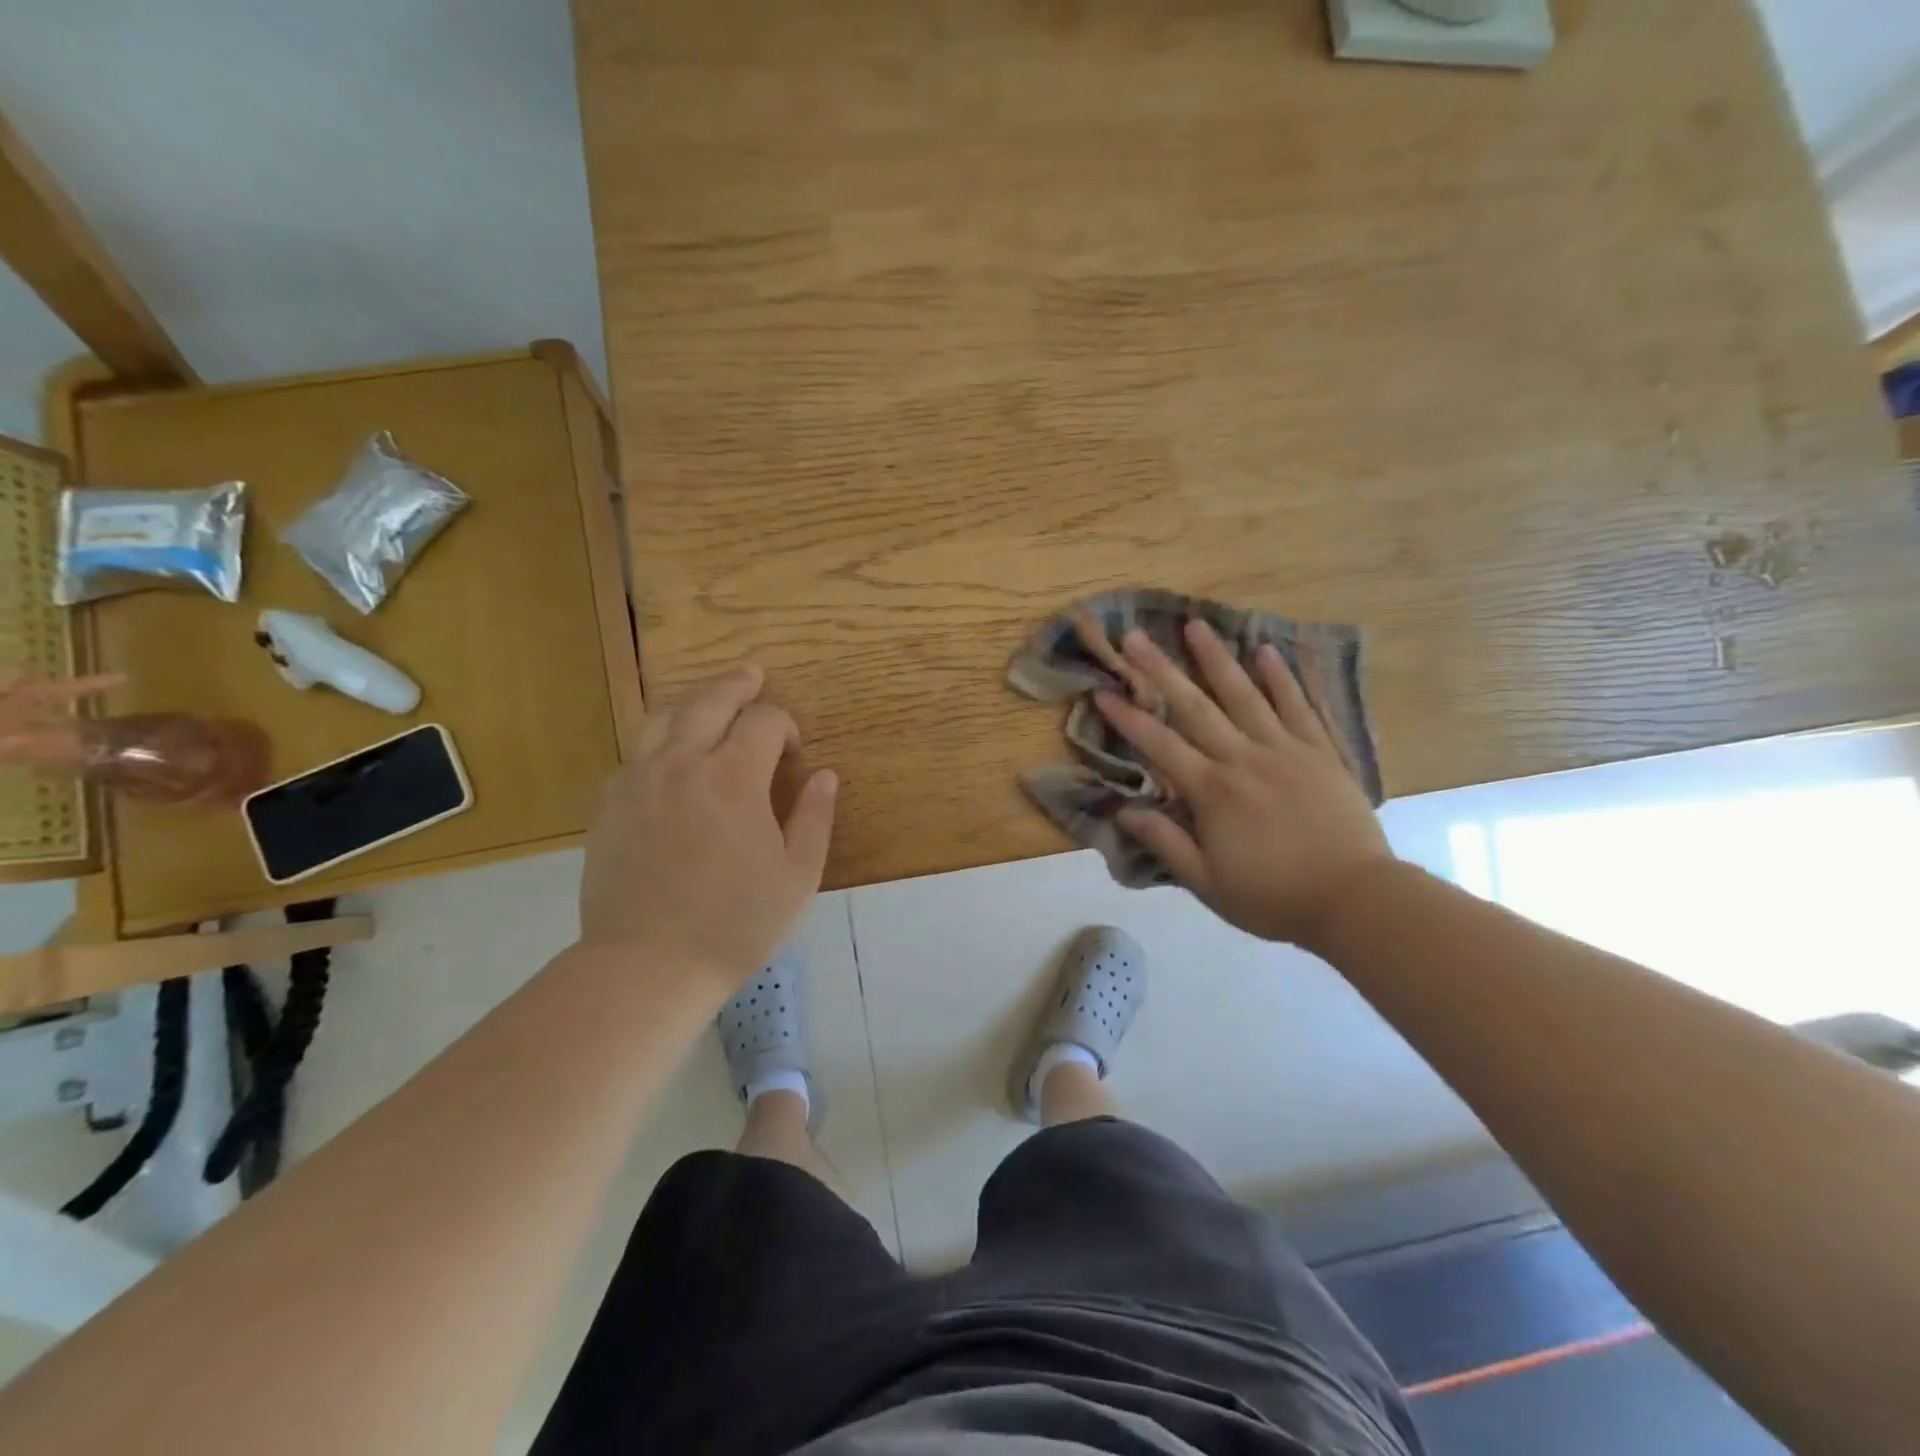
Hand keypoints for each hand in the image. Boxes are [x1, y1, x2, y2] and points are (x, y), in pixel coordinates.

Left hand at [577, 665, 836, 988]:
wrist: (648, 965)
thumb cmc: (735, 923)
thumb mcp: (797, 876)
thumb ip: (815, 817)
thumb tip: (825, 775)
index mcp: (734, 778)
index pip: (764, 720)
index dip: (785, 725)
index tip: (793, 752)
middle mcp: (682, 764)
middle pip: (709, 701)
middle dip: (737, 684)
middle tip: (752, 676)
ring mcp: (638, 782)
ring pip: (663, 718)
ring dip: (692, 702)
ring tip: (709, 703)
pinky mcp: (609, 806)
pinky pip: (635, 754)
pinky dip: (659, 741)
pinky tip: (670, 759)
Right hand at [1094, 621, 1393, 948]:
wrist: (1356, 900)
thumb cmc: (1273, 896)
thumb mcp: (1207, 883)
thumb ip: (1164, 842)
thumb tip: (1121, 811)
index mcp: (1212, 791)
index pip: (1159, 745)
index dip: (1128, 717)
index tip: (1102, 690)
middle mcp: (1244, 758)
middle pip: (1195, 707)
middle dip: (1160, 670)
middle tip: (1135, 636)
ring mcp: (1286, 750)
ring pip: (1245, 694)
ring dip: (1216, 658)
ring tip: (1195, 624)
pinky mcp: (1321, 752)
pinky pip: (1298, 706)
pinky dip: (1282, 677)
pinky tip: (1266, 650)